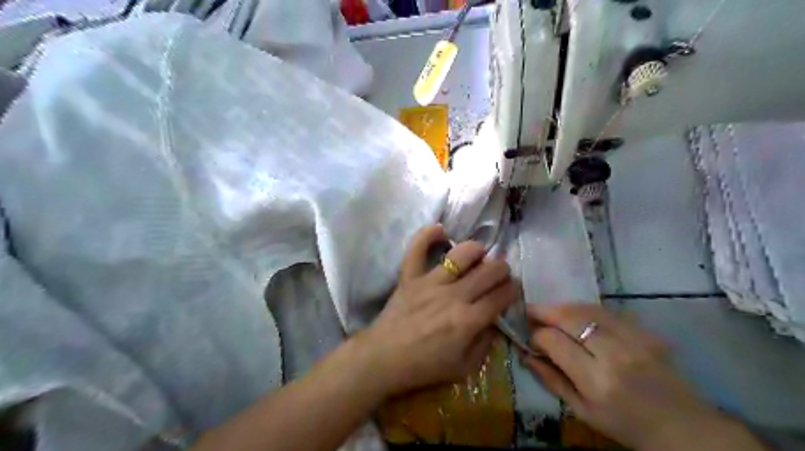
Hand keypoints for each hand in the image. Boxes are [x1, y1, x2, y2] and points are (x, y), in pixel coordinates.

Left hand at [358, 223, 515, 395]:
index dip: (513, 290)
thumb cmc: (424, 366)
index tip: (511, 290)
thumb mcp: (464, 368)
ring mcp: (430, 282)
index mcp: (469, 320)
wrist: (383, 359)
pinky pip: (417, 249)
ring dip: (476, 250)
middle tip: (499, 274)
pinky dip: (427, 235)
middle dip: (502, 269)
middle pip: (489, 271)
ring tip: (479, 254)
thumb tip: (496, 319)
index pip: (502, 296)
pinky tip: (440, 229)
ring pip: (461, 254)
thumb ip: (485, 343)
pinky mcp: (410, 276)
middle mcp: (453, 296)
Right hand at [525, 303, 762, 450]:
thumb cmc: (626, 425)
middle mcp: (614, 354)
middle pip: (569, 317)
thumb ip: (552, 380)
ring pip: (587, 308)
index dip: (536, 335)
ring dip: (563, 306)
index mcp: (596, 380)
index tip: (530, 338)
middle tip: (529, 311)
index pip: (554, 341)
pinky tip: (578, 316)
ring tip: (550, 311)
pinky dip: (585, 309)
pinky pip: (607, 311)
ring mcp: (634, 338)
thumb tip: (525, 354)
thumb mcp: (582, 412)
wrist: (684, 427)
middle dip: (543, 311)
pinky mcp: (645, 331)